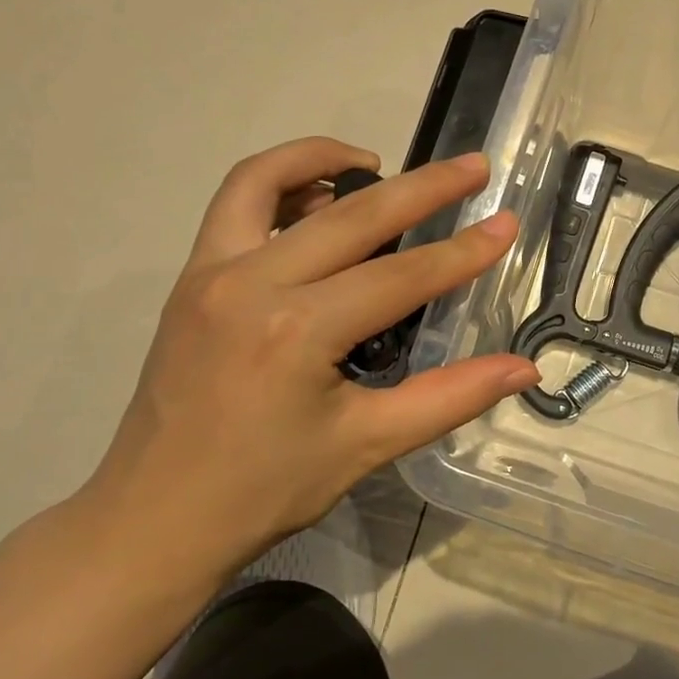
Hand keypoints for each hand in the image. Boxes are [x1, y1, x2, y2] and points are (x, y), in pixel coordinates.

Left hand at [73, 137, 537, 604]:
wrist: (153, 520)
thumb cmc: (264, 490)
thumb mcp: (367, 445)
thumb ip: (451, 397)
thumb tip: (524, 369)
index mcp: (297, 331)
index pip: (401, 276)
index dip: (462, 251)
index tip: (507, 223)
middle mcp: (250, 284)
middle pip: (352, 214)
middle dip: (423, 187)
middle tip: (473, 167)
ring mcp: (210, 273)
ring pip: (268, 180)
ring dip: (327, 158)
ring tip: (378, 164)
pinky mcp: (190, 278)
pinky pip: (234, 205)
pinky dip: (278, 184)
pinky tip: (315, 205)